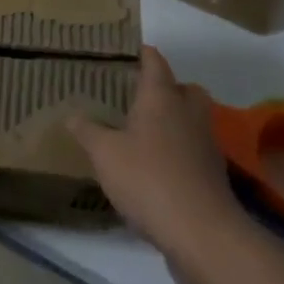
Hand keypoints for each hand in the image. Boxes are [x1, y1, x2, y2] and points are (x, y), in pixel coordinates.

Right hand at [69, 46, 247, 259]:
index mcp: (161, 98)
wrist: (202, 233)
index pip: (154, 62)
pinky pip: (195, 149)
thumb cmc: (148, 179)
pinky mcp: (214, 175)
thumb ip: (87, 131)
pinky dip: (180, 151)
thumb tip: (70, 114)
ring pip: (193, 119)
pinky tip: (158, 168)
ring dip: (175, 121)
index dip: (143, 53)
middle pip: (184, 88)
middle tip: (140, 96)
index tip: (128, 51)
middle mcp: (188, 113)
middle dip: (167, 88)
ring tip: (145, 133)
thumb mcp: (104, 154)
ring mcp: (206, 144)